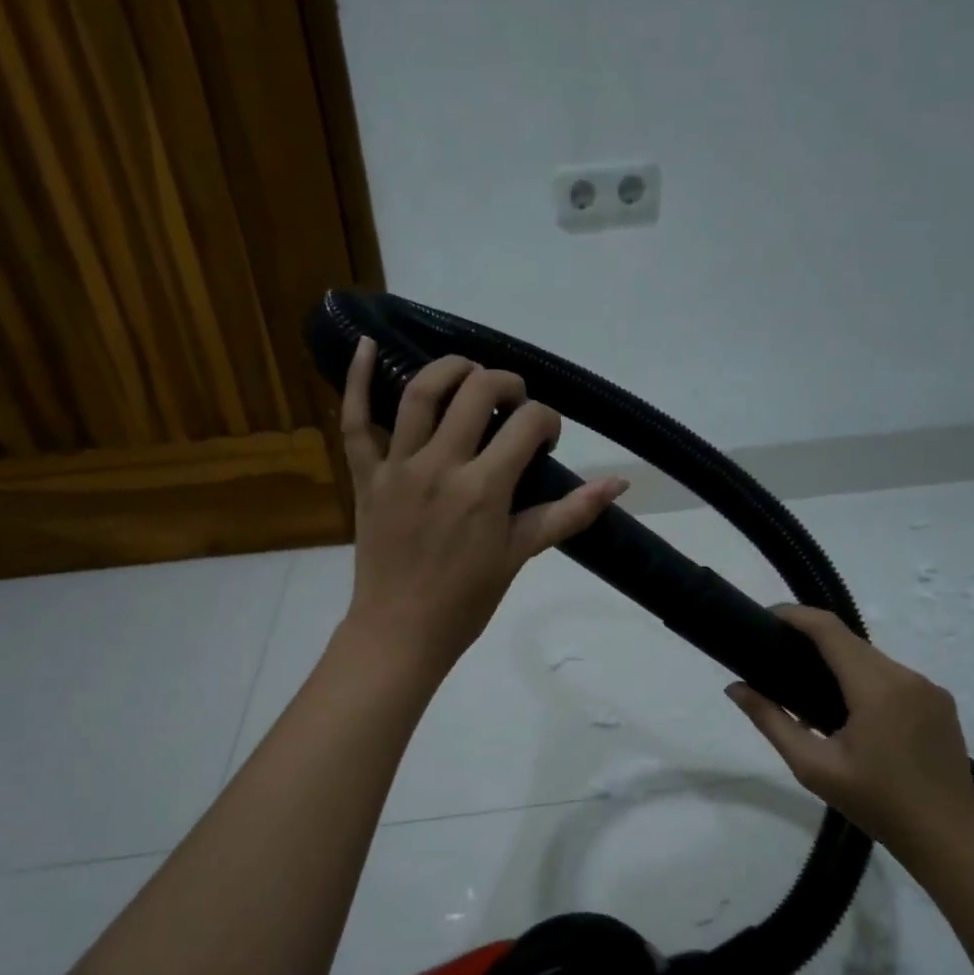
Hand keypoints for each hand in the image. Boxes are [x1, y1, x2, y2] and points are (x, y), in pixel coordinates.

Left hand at [337, 337, 627, 675]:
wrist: (401, 631)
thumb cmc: (466, 599)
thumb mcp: (521, 554)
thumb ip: (569, 514)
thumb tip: (619, 483)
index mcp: (484, 488)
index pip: (526, 425)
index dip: (546, 422)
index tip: (545, 441)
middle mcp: (441, 464)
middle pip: (477, 392)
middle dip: (506, 384)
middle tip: (514, 401)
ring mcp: (398, 466)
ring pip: (420, 392)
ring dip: (450, 369)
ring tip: (469, 372)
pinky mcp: (366, 475)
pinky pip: (354, 420)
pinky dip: (356, 379)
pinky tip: (365, 343)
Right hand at [726, 606, 973, 867]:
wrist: (949, 836)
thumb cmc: (875, 802)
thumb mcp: (813, 767)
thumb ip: (771, 721)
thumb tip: (735, 688)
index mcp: (876, 688)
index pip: (830, 630)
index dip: (796, 616)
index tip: (767, 617)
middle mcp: (907, 677)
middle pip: (851, 642)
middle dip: (814, 639)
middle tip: (778, 656)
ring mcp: (929, 688)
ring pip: (873, 658)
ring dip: (840, 661)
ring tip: (809, 687)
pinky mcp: (940, 702)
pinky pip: (893, 676)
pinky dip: (865, 679)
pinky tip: (849, 708)